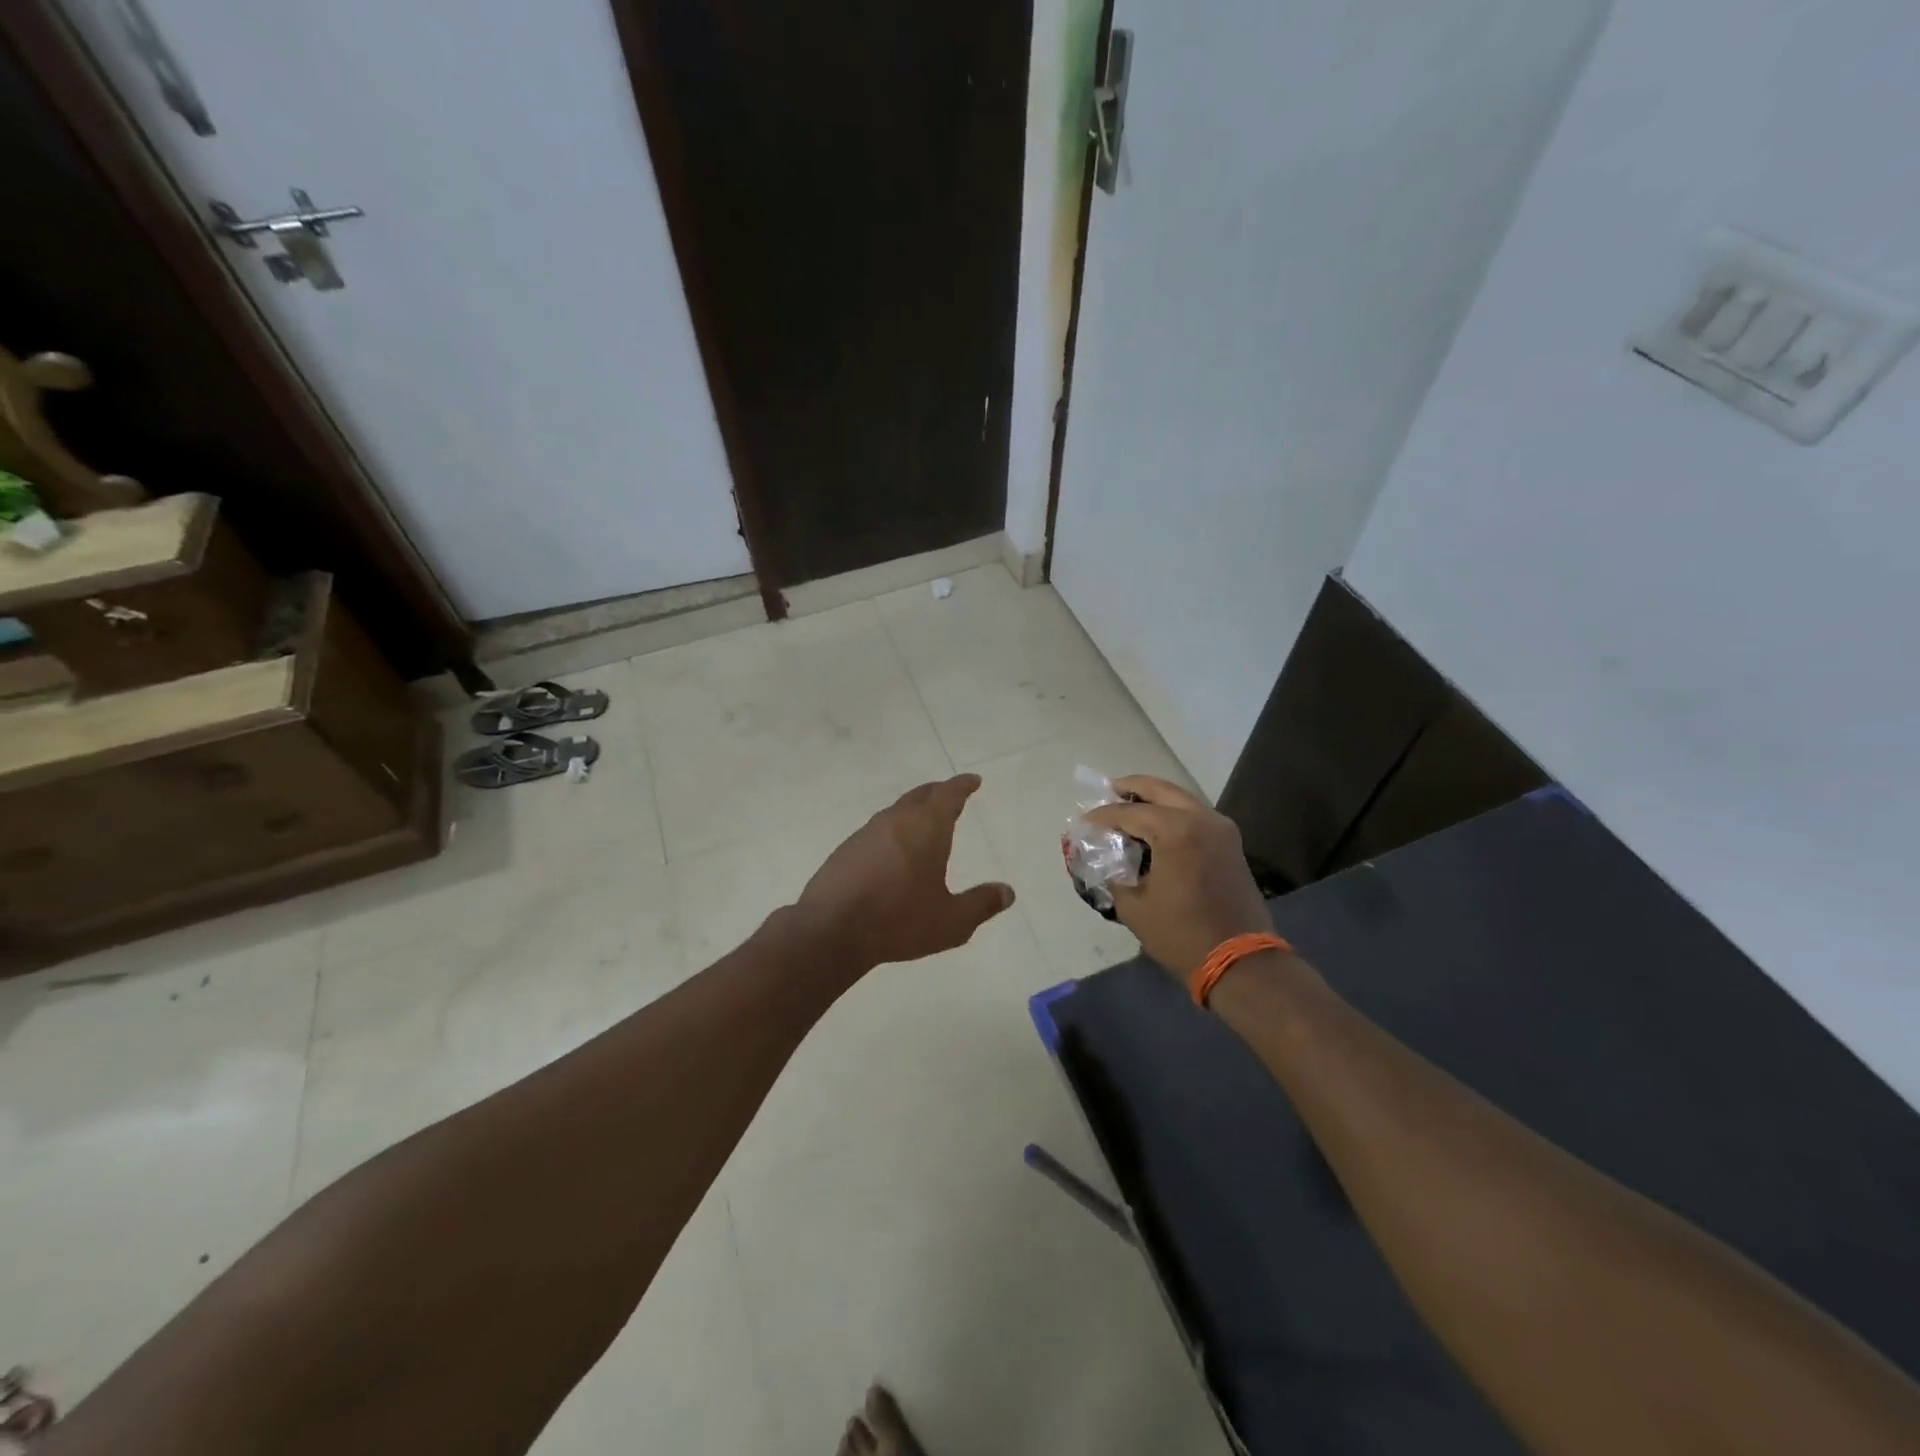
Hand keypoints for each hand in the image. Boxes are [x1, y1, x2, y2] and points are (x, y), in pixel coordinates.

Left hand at [793, 774, 1014, 972]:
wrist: (830, 930)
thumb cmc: (898, 921)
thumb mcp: (951, 921)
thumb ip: (981, 904)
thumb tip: (1007, 892)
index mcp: (926, 828)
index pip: (948, 795)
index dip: (962, 786)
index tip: (973, 781)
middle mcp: (896, 821)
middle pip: (920, 795)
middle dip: (939, 792)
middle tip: (952, 794)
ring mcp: (866, 833)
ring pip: (896, 811)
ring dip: (914, 811)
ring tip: (924, 823)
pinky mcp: (846, 850)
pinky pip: (877, 831)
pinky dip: (893, 831)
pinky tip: (893, 852)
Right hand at [1085, 776, 1271, 974]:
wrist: (1239, 961)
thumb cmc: (1181, 934)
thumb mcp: (1134, 906)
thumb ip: (1114, 874)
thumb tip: (1105, 859)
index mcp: (1176, 831)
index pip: (1129, 812)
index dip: (1103, 816)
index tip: (1084, 821)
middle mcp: (1201, 819)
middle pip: (1160, 789)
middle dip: (1131, 787)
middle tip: (1107, 790)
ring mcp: (1220, 829)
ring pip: (1181, 799)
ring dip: (1154, 798)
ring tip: (1128, 806)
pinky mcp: (1230, 843)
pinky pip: (1194, 815)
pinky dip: (1172, 813)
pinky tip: (1154, 826)